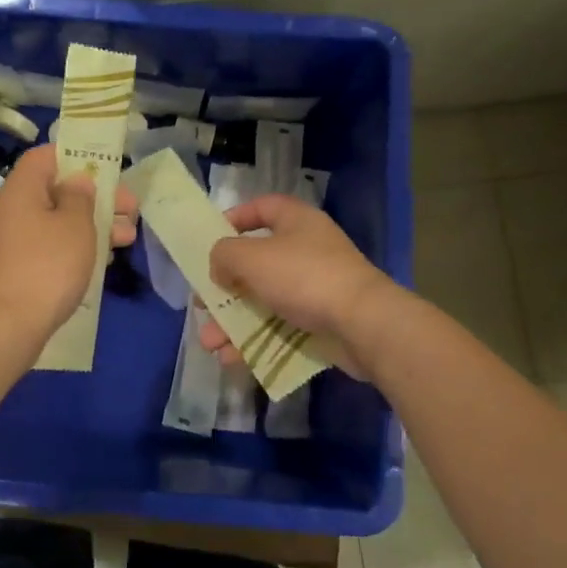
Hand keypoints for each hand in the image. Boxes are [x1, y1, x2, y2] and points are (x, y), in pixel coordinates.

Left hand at [0, 146, 138, 339]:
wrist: (6, 326)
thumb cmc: (47, 266)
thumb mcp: (75, 225)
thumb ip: (81, 197)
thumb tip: (77, 182)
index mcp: (22, 189)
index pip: (45, 157)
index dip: (76, 156)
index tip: (106, 168)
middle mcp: (14, 210)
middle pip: (57, 191)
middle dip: (96, 197)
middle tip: (131, 209)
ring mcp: (14, 242)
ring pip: (58, 222)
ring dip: (93, 225)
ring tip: (128, 237)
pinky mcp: (20, 269)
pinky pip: (52, 247)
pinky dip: (77, 248)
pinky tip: (105, 259)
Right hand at [198, 193, 396, 378]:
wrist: (363, 324)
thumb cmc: (304, 277)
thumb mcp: (252, 257)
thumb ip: (224, 255)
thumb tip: (220, 267)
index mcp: (296, 221)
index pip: (262, 208)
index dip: (234, 218)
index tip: (210, 239)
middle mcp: (307, 249)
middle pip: (256, 263)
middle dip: (225, 288)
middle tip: (203, 305)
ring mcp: (316, 288)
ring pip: (264, 302)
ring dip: (234, 323)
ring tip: (210, 344)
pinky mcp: (322, 322)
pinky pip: (281, 329)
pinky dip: (256, 342)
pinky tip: (233, 359)